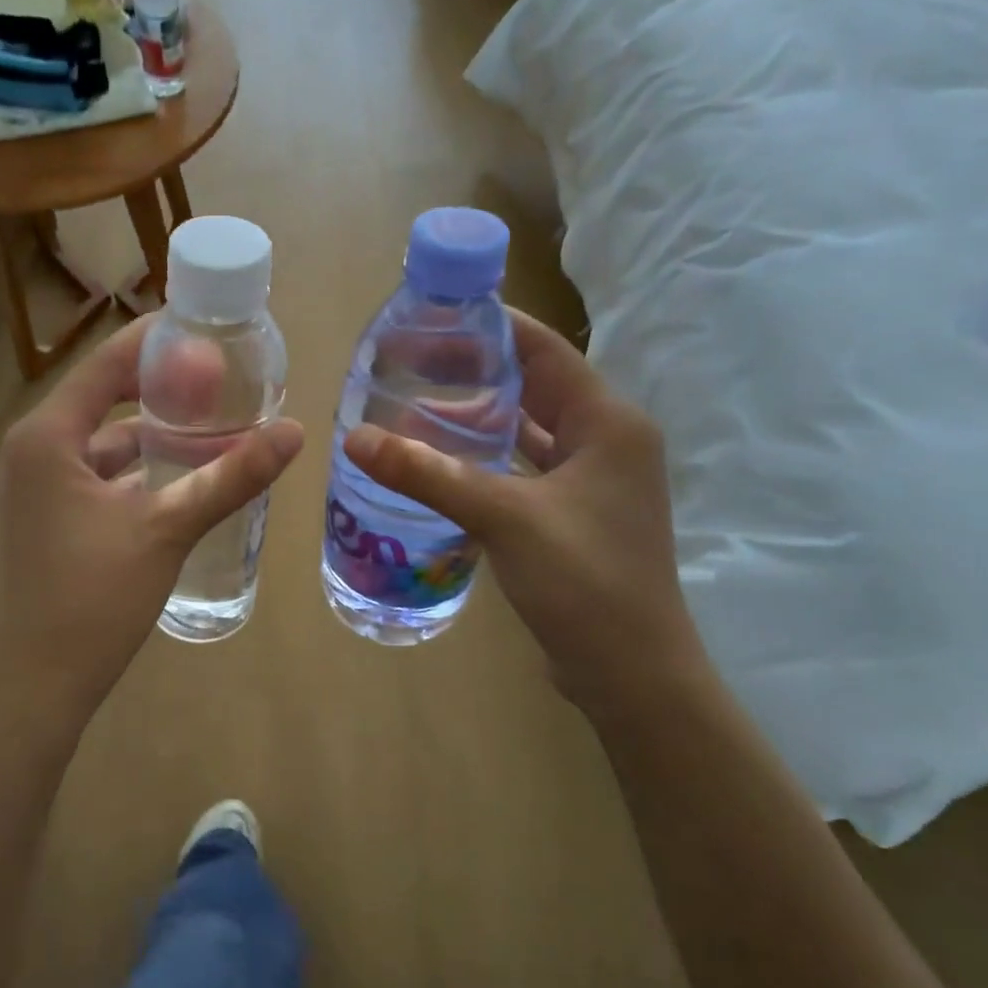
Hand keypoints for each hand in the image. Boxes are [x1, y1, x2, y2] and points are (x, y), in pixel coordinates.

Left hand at [0, 316, 303, 707]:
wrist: (38, 684)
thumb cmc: (93, 597)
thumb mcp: (168, 528)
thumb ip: (230, 476)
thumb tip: (296, 431)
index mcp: (47, 436)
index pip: (106, 363)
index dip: (157, 341)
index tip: (208, 328)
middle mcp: (36, 450)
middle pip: (106, 397)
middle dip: (164, 386)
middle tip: (224, 376)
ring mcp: (41, 486)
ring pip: (107, 442)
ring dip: (157, 432)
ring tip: (216, 422)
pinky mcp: (53, 516)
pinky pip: (103, 474)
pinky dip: (142, 470)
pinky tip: (187, 476)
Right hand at [343, 310, 703, 710]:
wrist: (632, 673)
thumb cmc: (584, 582)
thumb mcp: (504, 518)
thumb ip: (430, 474)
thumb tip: (355, 438)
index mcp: (609, 423)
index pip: (545, 349)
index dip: (492, 325)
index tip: (435, 313)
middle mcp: (607, 441)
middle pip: (534, 385)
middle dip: (474, 369)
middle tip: (410, 360)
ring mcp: (592, 480)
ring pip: (527, 428)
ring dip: (478, 415)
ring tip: (416, 402)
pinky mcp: (572, 513)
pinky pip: (523, 466)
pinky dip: (485, 457)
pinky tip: (442, 460)